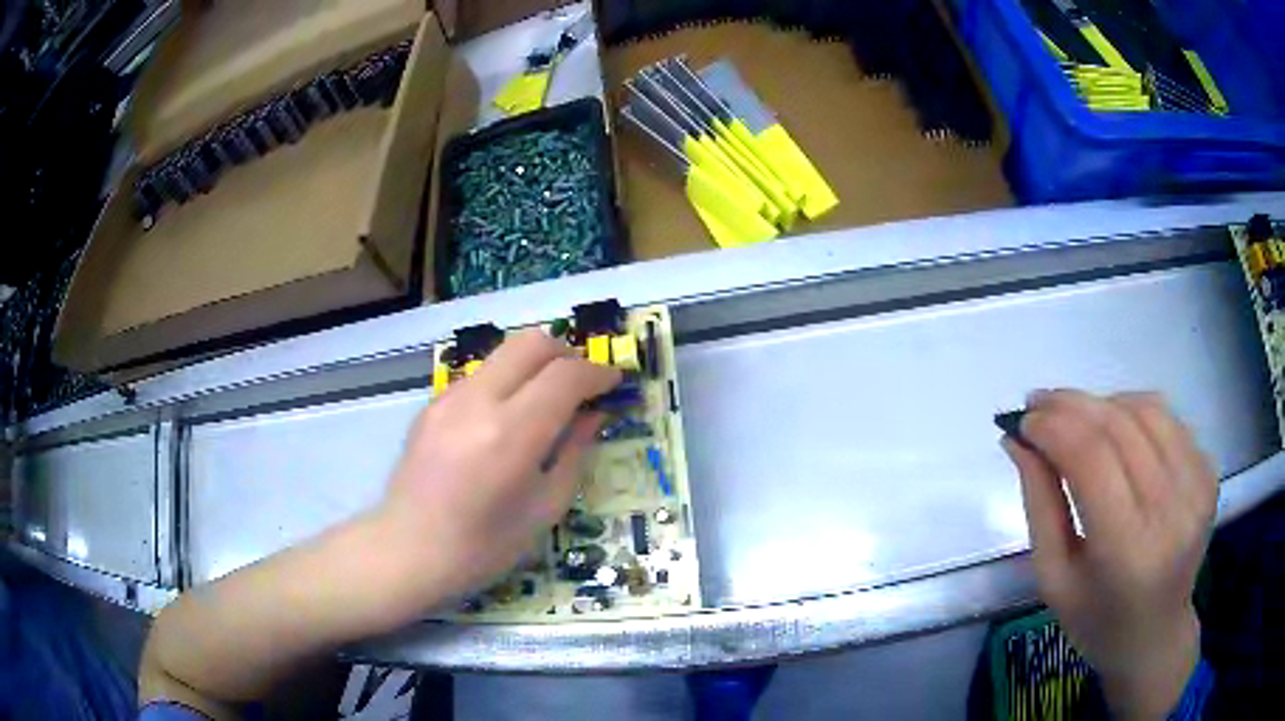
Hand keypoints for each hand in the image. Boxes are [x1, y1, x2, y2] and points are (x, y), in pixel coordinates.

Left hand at [376, 329, 619, 608]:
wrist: (409, 551)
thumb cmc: (485, 547)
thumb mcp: (545, 508)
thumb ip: (575, 452)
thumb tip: (594, 414)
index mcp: (510, 435)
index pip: (565, 376)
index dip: (598, 373)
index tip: (614, 383)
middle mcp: (477, 402)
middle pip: (532, 343)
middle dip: (567, 355)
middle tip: (583, 385)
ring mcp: (448, 398)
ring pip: (504, 354)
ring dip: (535, 366)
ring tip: (548, 402)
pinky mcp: (431, 404)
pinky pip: (480, 375)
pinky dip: (506, 382)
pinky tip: (507, 420)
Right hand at [1004, 390, 1216, 720]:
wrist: (1155, 635)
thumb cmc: (1095, 619)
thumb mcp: (1053, 577)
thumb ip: (1040, 503)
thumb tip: (1018, 439)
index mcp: (1126, 552)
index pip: (1091, 459)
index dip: (1054, 428)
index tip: (1022, 419)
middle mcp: (1171, 511)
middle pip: (1118, 427)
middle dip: (1071, 405)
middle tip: (1037, 403)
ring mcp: (1196, 487)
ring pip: (1146, 410)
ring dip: (1103, 403)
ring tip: (1075, 418)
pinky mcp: (1209, 473)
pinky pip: (1168, 420)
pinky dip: (1134, 411)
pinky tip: (1116, 429)